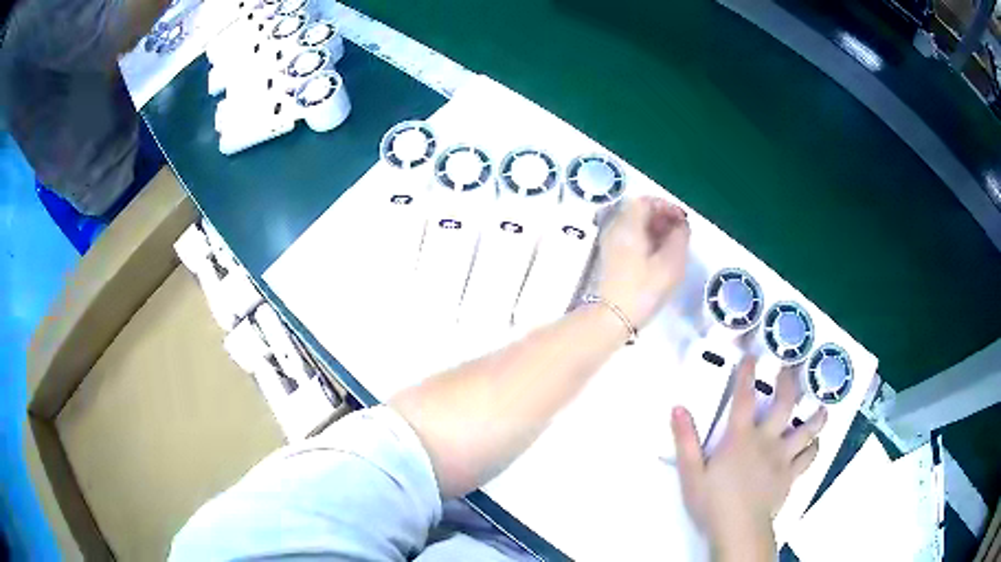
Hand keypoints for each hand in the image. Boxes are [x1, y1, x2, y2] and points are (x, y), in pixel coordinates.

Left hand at [596, 197, 689, 327]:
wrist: (613, 317)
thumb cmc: (644, 288)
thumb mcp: (671, 262)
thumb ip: (679, 237)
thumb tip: (681, 226)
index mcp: (628, 225)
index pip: (645, 201)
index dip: (666, 206)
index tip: (682, 220)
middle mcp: (615, 229)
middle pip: (639, 211)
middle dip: (662, 217)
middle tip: (680, 232)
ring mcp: (611, 243)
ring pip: (635, 225)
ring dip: (655, 229)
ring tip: (673, 245)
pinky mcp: (611, 257)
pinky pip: (630, 238)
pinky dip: (646, 240)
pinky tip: (659, 256)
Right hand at [671, 357, 826, 560]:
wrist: (739, 529)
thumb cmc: (712, 502)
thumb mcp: (691, 473)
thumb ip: (686, 440)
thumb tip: (678, 408)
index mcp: (740, 438)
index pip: (743, 398)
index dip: (747, 375)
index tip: (752, 356)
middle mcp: (767, 440)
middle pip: (784, 404)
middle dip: (790, 382)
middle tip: (794, 367)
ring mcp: (783, 457)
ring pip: (807, 429)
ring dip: (816, 415)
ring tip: (822, 405)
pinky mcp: (791, 475)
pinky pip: (808, 457)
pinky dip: (813, 447)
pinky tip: (815, 443)